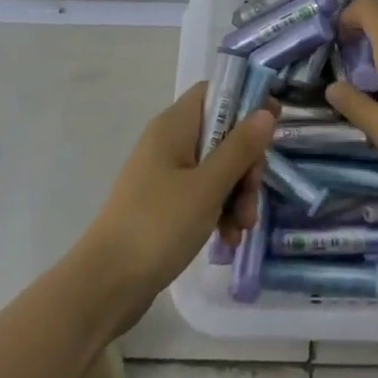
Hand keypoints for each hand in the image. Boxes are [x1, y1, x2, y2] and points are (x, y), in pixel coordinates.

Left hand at [73, 84, 274, 334]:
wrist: (104, 285)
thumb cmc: (158, 225)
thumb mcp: (208, 186)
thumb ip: (240, 147)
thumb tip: (266, 111)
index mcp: (174, 126)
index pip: (215, 92)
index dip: (246, 101)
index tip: (273, 125)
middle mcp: (170, 142)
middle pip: (223, 134)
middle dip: (246, 166)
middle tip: (252, 196)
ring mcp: (166, 174)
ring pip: (217, 168)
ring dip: (236, 195)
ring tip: (242, 228)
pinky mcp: (165, 204)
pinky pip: (202, 194)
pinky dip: (219, 212)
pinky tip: (227, 239)